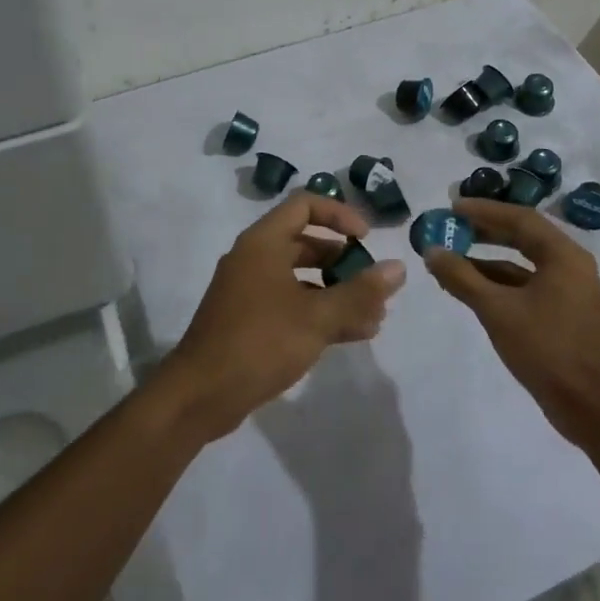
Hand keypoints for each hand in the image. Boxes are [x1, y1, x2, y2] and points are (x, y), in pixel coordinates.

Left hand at [159, 193, 406, 441]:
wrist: (201, 394)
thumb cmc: (260, 342)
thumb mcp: (317, 317)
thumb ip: (360, 292)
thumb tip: (398, 268)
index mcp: (263, 242)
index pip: (305, 205)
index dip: (340, 215)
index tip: (367, 239)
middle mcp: (254, 258)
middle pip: (305, 243)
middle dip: (344, 262)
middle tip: (374, 285)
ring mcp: (249, 290)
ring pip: (301, 278)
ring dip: (337, 292)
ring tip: (374, 318)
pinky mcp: (249, 320)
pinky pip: (291, 303)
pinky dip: (319, 312)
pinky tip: (352, 334)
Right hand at [423, 197, 599, 444]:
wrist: (590, 407)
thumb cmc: (547, 349)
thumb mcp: (497, 310)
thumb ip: (462, 277)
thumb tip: (431, 251)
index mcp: (563, 256)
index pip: (520, 218)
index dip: (484, 210)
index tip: (451, 206)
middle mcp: (569, 265)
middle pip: (522, 235)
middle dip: (484, 230)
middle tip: (450, 225)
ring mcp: (566, 290)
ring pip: (521, 262)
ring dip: (486, 258)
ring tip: (450, 256)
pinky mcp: (560, 313)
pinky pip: (524, 285)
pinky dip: (497, 282)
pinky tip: (468, 286)